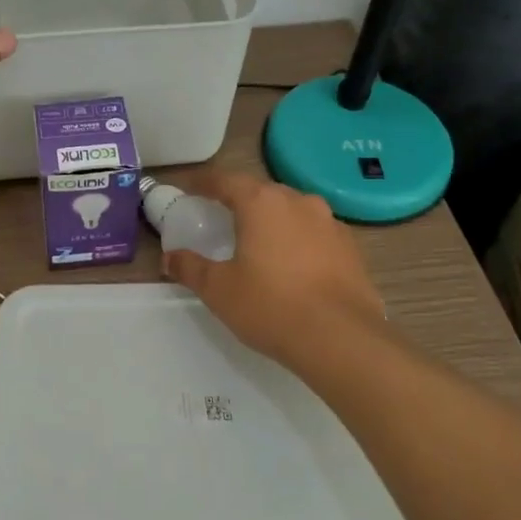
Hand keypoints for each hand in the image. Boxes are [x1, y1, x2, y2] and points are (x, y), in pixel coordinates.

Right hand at [162, 168, 390, 375]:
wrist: (342, 339)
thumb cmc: (271, 306)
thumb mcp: (218, 290)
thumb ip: (190, 268)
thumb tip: (169, 258)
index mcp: (261, 203)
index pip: (225, 180)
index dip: (203, 182)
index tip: (188, 188)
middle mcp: (298, 201)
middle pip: (261, 192)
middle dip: (239, 200)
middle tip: (221, 218)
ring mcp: (330, 223)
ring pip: (292, 210)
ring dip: (272, 219)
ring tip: (258, 241)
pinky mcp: (351, 248)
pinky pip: (315, 233)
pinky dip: (298, 239)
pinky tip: (292, 264)